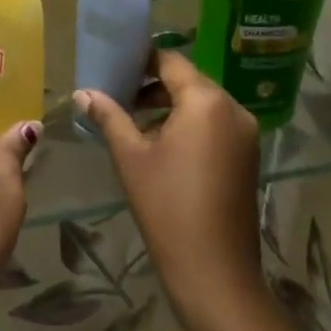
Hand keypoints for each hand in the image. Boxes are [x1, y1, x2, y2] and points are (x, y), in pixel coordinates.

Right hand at [76, 48, 264, 330]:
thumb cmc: (167, 206)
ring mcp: (246, 133)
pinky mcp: (248, 156)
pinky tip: (160, 144)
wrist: (215, 271)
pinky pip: (215, 125)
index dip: (141, 60)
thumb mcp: (131, 157)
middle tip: (117, 95)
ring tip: (132, 120)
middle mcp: (233, 108)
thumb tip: (83, 93)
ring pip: (202, 104)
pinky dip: (189, 124)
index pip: (171, 61)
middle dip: (152, 85)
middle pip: (188, 81)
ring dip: (169, 106)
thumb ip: (109, 117)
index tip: (113, 66)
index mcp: (206, 101)